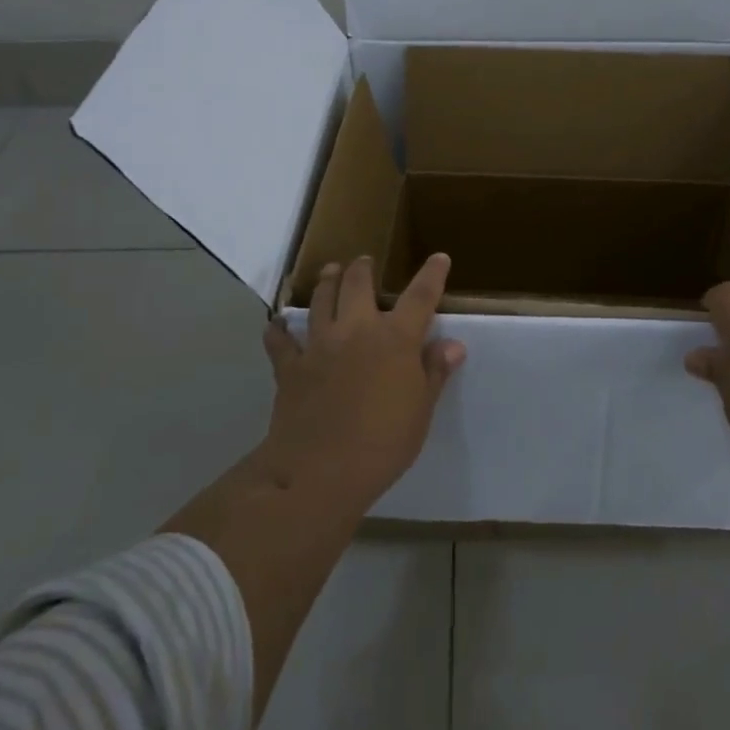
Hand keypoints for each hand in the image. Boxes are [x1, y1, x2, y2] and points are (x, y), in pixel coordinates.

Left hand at [259, 252, 464, 505]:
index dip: (432, 274)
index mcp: (395, 339)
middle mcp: (356, 330)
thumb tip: (452, 344)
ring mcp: (319, 345)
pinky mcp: (290, 367)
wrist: (320, 471)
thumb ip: (434, 372)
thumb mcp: (421, 411)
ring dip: (326, 282)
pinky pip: (281, 341)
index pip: (420, 296)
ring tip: (330, 271)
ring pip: (320, 300)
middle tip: (364, 261)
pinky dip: (279, 331)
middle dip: (362, 268)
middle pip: (358, 284)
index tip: (438, 258)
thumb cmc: (383, 443)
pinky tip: (277, 325)